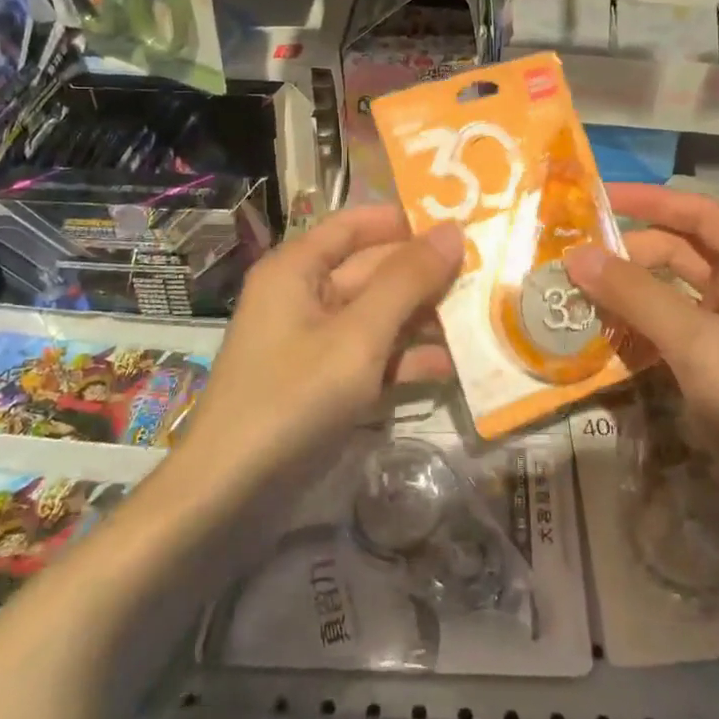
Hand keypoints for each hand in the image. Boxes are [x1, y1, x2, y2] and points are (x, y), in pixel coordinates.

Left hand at [177, 206, 462, 496]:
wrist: (229, 498)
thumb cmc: (292, 399)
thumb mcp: (358, 336)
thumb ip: (408, 281)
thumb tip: (453, 229)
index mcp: (298, 268)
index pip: (358, 224)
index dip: (407, 220)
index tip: (462, 223)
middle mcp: (306, 295)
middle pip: (374, 269)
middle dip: (427, 274)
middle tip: (489, 273)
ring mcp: (316, 342)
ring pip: (380, 315)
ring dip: (426, 318)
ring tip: (485, 316)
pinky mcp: (326, 383)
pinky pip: (374, 356)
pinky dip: (408, 359)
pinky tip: (455, 366)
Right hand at [564, 183, 718, 544]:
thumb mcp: (696, 340)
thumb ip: (634, 295)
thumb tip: (576, 255)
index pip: (694, 213)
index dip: (647, 201)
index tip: (594, 201)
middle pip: (677, 256)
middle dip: (627, 257)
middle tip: (570, 266)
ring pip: (670, 302)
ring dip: (628, 301)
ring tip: (575, 304)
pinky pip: (672, 342)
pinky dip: (640, 340)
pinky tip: (604, 349)